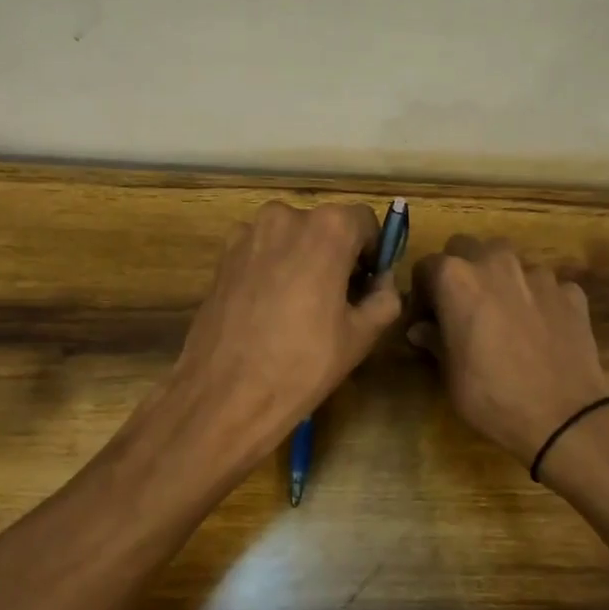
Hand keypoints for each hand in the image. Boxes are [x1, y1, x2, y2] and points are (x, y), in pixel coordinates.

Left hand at [168, 201, 402, 460]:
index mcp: (327, 228)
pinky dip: (273, 269)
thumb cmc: (304, 363)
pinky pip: (262, 252)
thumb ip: (385, 297)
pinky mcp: (223, 256)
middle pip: (325, 227)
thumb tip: (382, 282)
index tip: (369, 282)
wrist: (227, 392)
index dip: (373, 251)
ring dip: (303, 260)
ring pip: (291, 239)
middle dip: (337, 255)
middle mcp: (286, 217)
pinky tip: (271, 310)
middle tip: (340, 299)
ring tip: (301, 307)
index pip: (364, 221)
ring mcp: (248, 233)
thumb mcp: (361, 334)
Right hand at [409, 236, 608, 467]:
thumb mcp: (450, 374)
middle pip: (467, 247)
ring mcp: (539, 274)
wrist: (563, 417)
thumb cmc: (492, 396)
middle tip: (461, 305)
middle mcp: (497, 263)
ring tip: (504, 315)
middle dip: (460, 270)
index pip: (426, 266)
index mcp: (457, 278)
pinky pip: (546, 285)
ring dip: (500, 280)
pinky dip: (537, 299)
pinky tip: (539, 329)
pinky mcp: (571, 292)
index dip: (422, 290)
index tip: (426, 316)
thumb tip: (421, 328)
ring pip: (509, 262)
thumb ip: (434, 340)